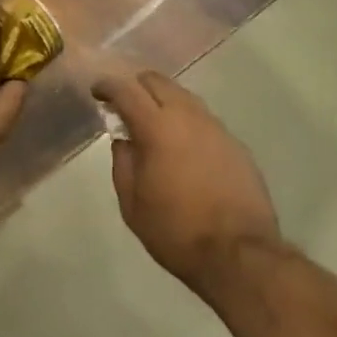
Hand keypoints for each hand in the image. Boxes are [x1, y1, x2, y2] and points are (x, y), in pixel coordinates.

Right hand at [96, 71, 280, 291]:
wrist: (240, 255)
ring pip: (184, 97)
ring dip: (164, 102)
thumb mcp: (132, 204)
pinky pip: (205, 120)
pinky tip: (184, 147)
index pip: (126, 90)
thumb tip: (124, 141)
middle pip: (158, 82)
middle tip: (124, 105)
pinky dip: (187, 123)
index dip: (108, 86)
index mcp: (157, 128)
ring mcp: (216, 128)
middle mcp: (188, 117)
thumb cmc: (176, 231)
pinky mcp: (236, 144)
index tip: (97, 92)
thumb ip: (123, 164)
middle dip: (137, 86)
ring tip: (154, 125)